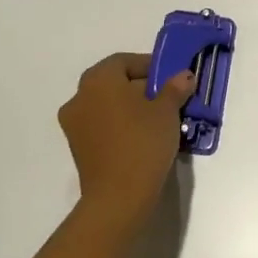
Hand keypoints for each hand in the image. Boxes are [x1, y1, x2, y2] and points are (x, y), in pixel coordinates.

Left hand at [57, 52, 194, 229]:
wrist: (118, 196)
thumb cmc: (143, 142)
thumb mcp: (167, 110)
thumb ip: (175, 88)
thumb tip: (183, 76)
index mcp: (99, 79)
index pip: (125, 61)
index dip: (150, 66)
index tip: (171, 78)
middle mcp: (80, 96)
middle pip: (114, 82)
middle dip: (141, 87)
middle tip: (167, 98)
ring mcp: (74, 124)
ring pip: (107, 105)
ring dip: (129, 107)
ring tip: (157, 120)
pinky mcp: (77, 147)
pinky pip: (101, 125)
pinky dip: (119, 125)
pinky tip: (141, 137)